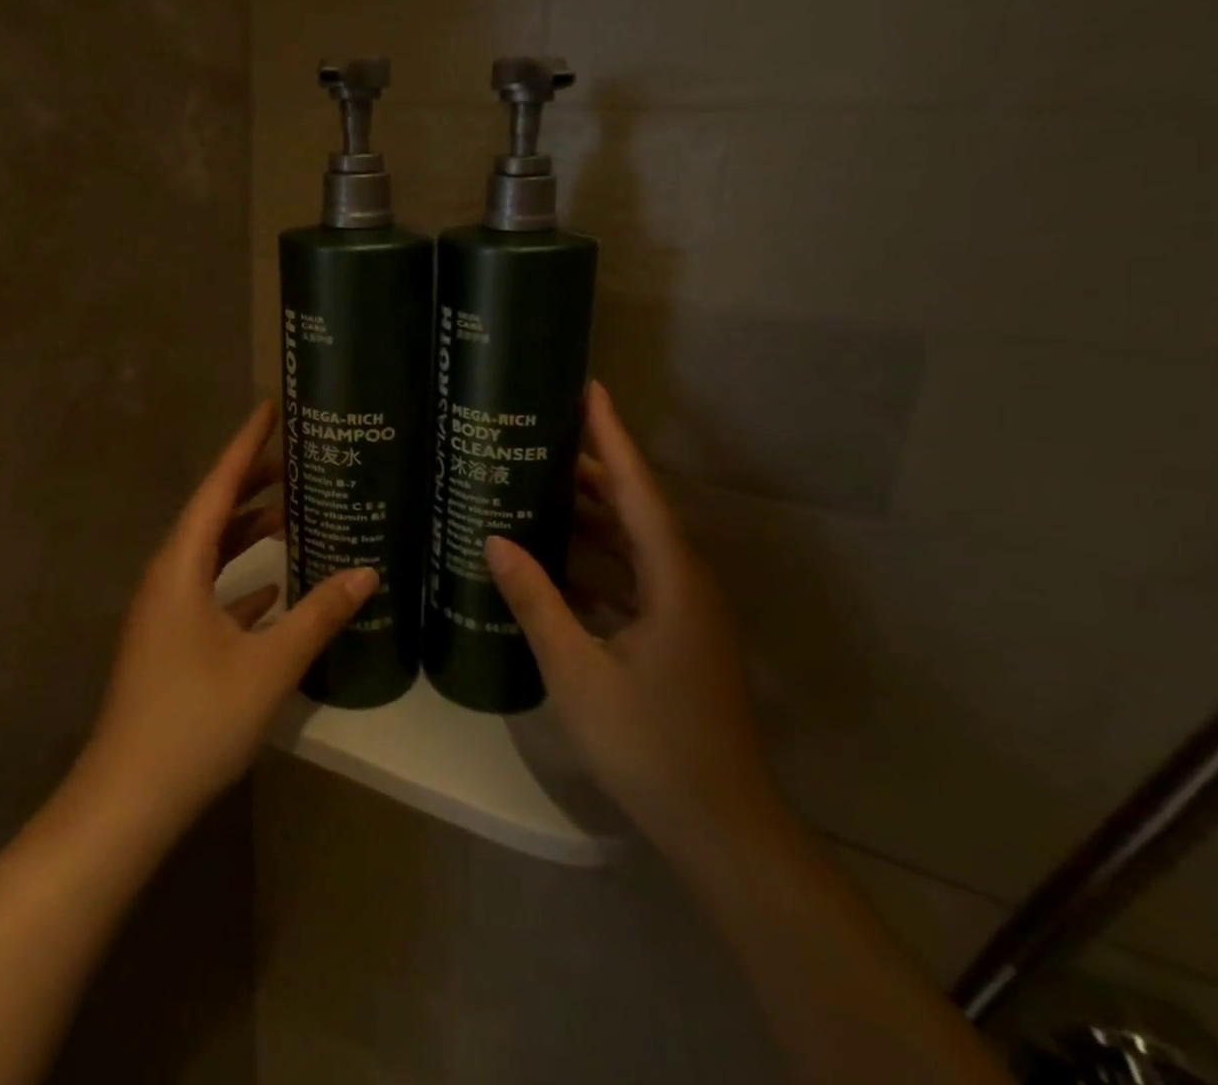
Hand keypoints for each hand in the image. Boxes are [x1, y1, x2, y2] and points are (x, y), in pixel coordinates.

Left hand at [81, 401, 377, 830]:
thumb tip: (367, 572)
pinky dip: (241, 578)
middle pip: (213, 514)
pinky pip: (210, 590)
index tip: (269, 408)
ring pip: (211, 552)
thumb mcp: (268, 664)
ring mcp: (166, 611)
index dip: (245, 445)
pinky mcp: (171, 640)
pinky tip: (275, 588)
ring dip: (248, 532)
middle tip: (297, 459)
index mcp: (181, 566)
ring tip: (292, 514)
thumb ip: (319, 614)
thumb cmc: (195, 719)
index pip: (218, 487)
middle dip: (252, 483)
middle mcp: (168, 577)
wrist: (129, 798)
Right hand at [484, 380, 779, 853]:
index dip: (612, 436)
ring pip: (634, 545)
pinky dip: (595, 563)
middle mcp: (685, 582)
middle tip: (539, 439)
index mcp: (674, 578)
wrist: (721, 827)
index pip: (637, 488)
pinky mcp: (675, 636)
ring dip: (591, 517)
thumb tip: (495, 541)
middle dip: (592, 470)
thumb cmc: (650, 744)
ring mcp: (683, 612)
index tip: (589, 389)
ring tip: (538, 487)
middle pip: (636, 509)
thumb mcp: (578, 669)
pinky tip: (554, 562)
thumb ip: (536, 601)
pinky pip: (632, 579)